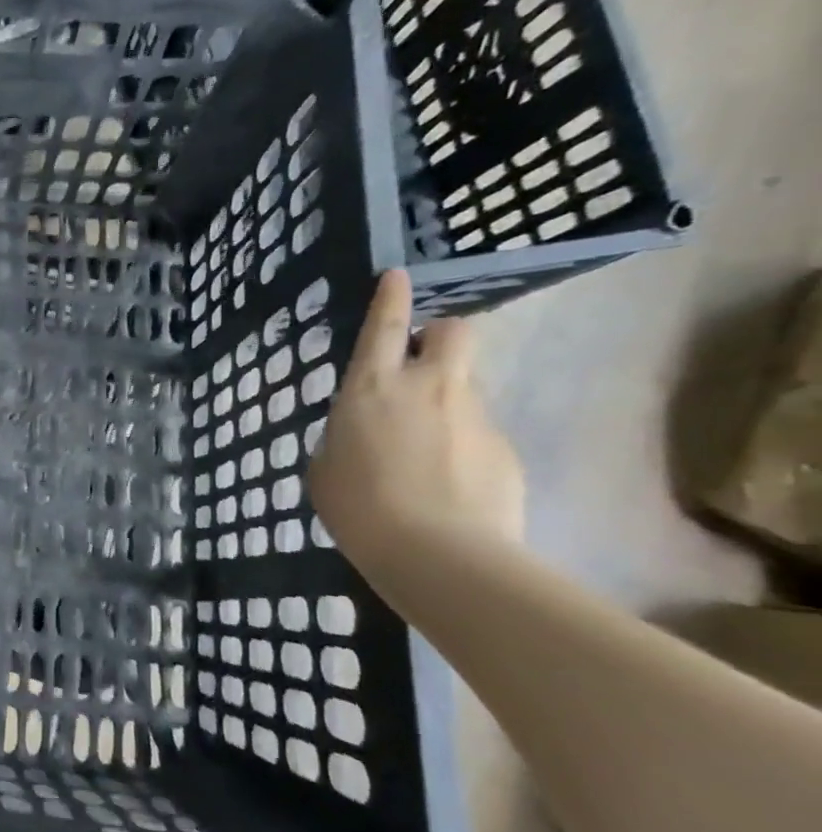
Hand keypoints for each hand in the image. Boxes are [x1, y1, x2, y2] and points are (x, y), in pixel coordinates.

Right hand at [310, 269, 525, 562]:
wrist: (439, 556)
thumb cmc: (358, 506)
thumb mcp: (325, 466)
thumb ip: (343, 436)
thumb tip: (362, 433)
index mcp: (372, 387)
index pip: (386, 325)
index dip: (392, 296)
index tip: (398, 275)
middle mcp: (429, 387)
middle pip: (455, 332)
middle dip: (442, 334)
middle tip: (422, 362)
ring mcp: (475, 416)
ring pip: (466, 388)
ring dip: (446, 403)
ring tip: (424, 452)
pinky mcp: (506, 451)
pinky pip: (479, 435)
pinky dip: (462, 449)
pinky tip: (447, 487)